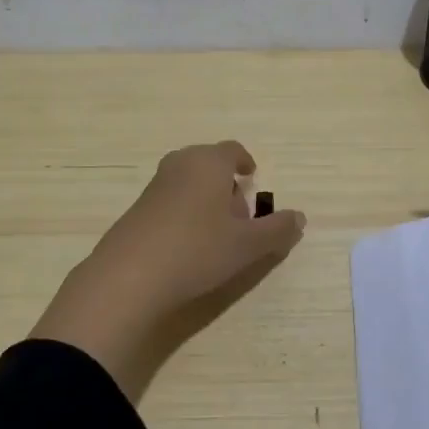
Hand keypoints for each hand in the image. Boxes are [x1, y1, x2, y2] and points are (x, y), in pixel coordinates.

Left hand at [31, 142, 305, 398]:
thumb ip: (277, 230)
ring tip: (217, 233)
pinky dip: (184, 212)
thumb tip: (299, 217)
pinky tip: (187, 245)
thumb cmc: (197, 250)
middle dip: (226, 183)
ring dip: (205, 199)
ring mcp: (154, 186)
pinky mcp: (136, 209)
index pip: (232, 150)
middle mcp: (180, 165)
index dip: (245, 162)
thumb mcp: (248, 245)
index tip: (252, 177)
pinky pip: (170, 200)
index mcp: (209, 163)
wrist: (129, 277)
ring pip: (188, 182)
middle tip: (240, 213)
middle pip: (208, 164)